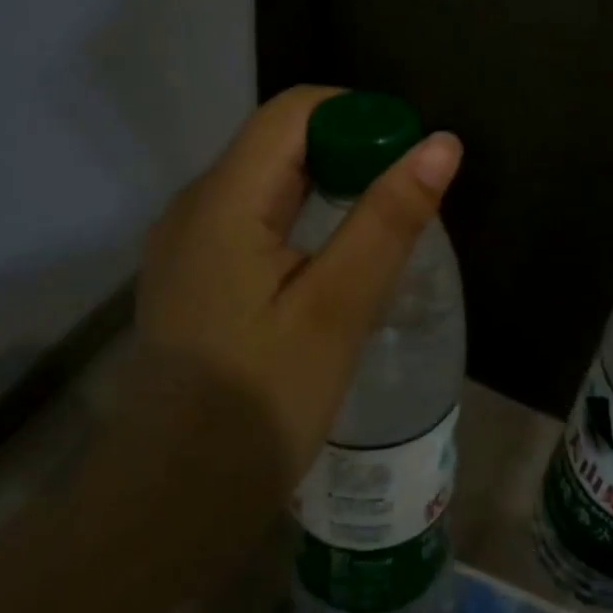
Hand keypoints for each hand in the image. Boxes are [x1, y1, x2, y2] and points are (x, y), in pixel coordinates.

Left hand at [123, 85, 463, 500]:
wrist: (170, 501)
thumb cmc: (259, 406)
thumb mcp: (337, 309)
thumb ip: (388, 219)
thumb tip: (441, 144)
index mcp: (223, 199)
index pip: (295, 110)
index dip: (359, 117)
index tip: (409, 161)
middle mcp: (196, 203)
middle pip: (281, 139)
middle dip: (351, 151)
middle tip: (407, 201)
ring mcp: (190, 239)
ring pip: (271, 177)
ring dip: (332, 184)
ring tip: (381, 229)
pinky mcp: (197, 270)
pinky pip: (256, 214)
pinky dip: (306, 215)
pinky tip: (335, 260)